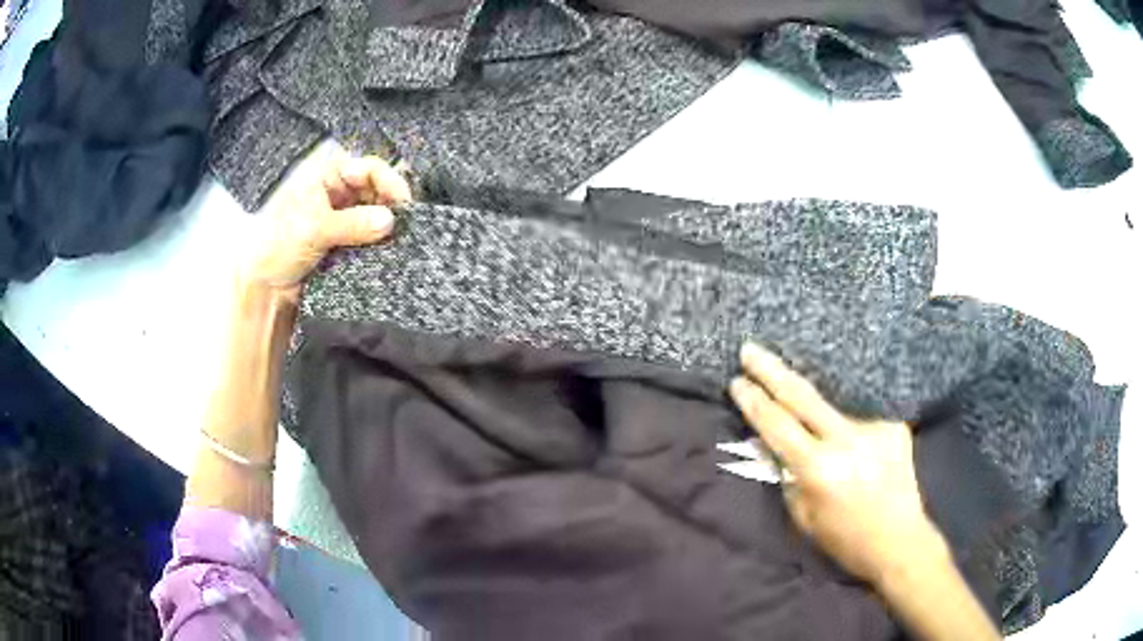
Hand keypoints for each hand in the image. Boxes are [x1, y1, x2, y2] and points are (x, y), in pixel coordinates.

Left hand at [243, 155, 411, 293]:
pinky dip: (380, 243)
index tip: (404, 204)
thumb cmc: (277, 246)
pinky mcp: (346, 243)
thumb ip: (351, 224)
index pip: (368, 169)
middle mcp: (338, 192)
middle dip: (392, 205)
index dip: (389, 182)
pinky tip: (389, 252)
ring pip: (376, 214)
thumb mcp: (313, 229)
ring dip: (387, 225)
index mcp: (327, 176)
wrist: (264, 287)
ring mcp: (343, 218)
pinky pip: (370, 238)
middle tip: (406, 225)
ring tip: (400, 241)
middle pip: (377, 190)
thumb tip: (389, 221)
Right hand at [728, 342, 946, 585]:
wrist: (899, 541)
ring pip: (834, 408)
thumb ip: (787, 477)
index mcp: (819, 468)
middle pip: (802, 396)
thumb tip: (771, 445)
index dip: (754, 402)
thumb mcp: (804, 517)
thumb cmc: (845, 539)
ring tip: (815, 417)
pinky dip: (851, 430)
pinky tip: (858, 451)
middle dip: (772, 371)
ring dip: (817, 410)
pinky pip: (862, 420)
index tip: (737, 381)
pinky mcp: (893, 427)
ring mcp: (873, 428)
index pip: (777, 425)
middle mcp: (846, 440)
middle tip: (751, 349)